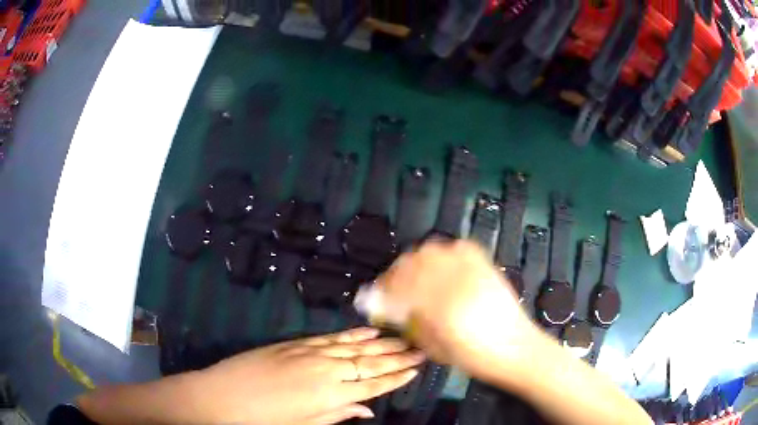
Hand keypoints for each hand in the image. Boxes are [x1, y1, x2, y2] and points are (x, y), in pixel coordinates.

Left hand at [193, 327, 423, 423]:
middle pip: (369, 363)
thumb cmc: (265, 419)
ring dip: (381, 343)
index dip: (396, 377)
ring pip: (354, 347)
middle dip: (397, 357)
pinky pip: (331, 337)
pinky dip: (352, 334)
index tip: (417, 368)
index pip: (373, 385)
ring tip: (403, 338)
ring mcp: (310, 353)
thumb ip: (338, 415)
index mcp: (330, 395)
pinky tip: (368, 330)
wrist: (222, 396)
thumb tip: (367, 411)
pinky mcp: (296, 343)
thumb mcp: (304, 424)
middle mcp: (326, 371)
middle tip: (420, 349)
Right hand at [376, 240, 539, 380]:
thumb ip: (411, 324)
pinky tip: (440, 265)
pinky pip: (459, 247)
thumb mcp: (436, 348)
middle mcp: (455, 282)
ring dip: (416, 261)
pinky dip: (444, 252)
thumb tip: (390, 308)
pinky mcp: (486, 266)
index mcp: (440, 307)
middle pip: (413, 262)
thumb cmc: (477, 358)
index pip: (399, 286)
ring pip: (433, 249)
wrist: (518, 349)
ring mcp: (473, 271)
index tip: (373, 297)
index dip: (381, 290)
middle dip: (395, 273)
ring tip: (413, 275)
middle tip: (390, 286)